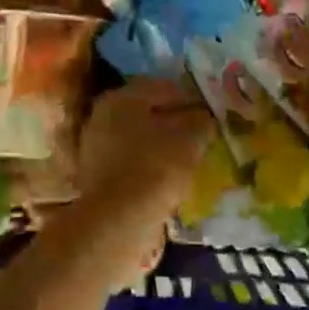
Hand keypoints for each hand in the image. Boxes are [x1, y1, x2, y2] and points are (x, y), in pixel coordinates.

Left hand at [73, 76, 214, 236]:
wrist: (118, 222)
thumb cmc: (155, 169)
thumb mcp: (189, 139)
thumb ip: (200, 122)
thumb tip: (204, 118)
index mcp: (122, 97)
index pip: (164, 87)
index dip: (191, 97)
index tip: (212, 113)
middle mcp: (103, 115)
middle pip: (148, 112)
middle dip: (175, 121)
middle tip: (201, 134)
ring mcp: (96, 146)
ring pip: (139, 138)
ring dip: (163, 145)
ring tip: (189, 158)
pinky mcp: (97, 176)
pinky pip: (131, 162)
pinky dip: (150, 166)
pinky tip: (169, 178)